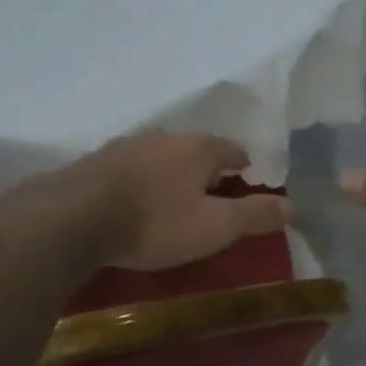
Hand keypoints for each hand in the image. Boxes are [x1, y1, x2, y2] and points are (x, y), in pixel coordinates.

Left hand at [71, 132, 291, 271]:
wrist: (73, 218)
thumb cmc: (156, 223)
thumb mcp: (214, 227)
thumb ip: (254, 215)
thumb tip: (292, 205)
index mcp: (199, 149)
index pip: (233, 151)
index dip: (244, 168)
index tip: (246, 186)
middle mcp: (164, 138)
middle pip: (195, 149)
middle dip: (206, 169)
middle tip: (211, 197)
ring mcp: (126, 147)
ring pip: (160, 156)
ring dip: (170, 173)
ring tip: (172, 199)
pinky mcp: (94, 163)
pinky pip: (129, 168)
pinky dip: (139, 181)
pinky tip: (132, 200)